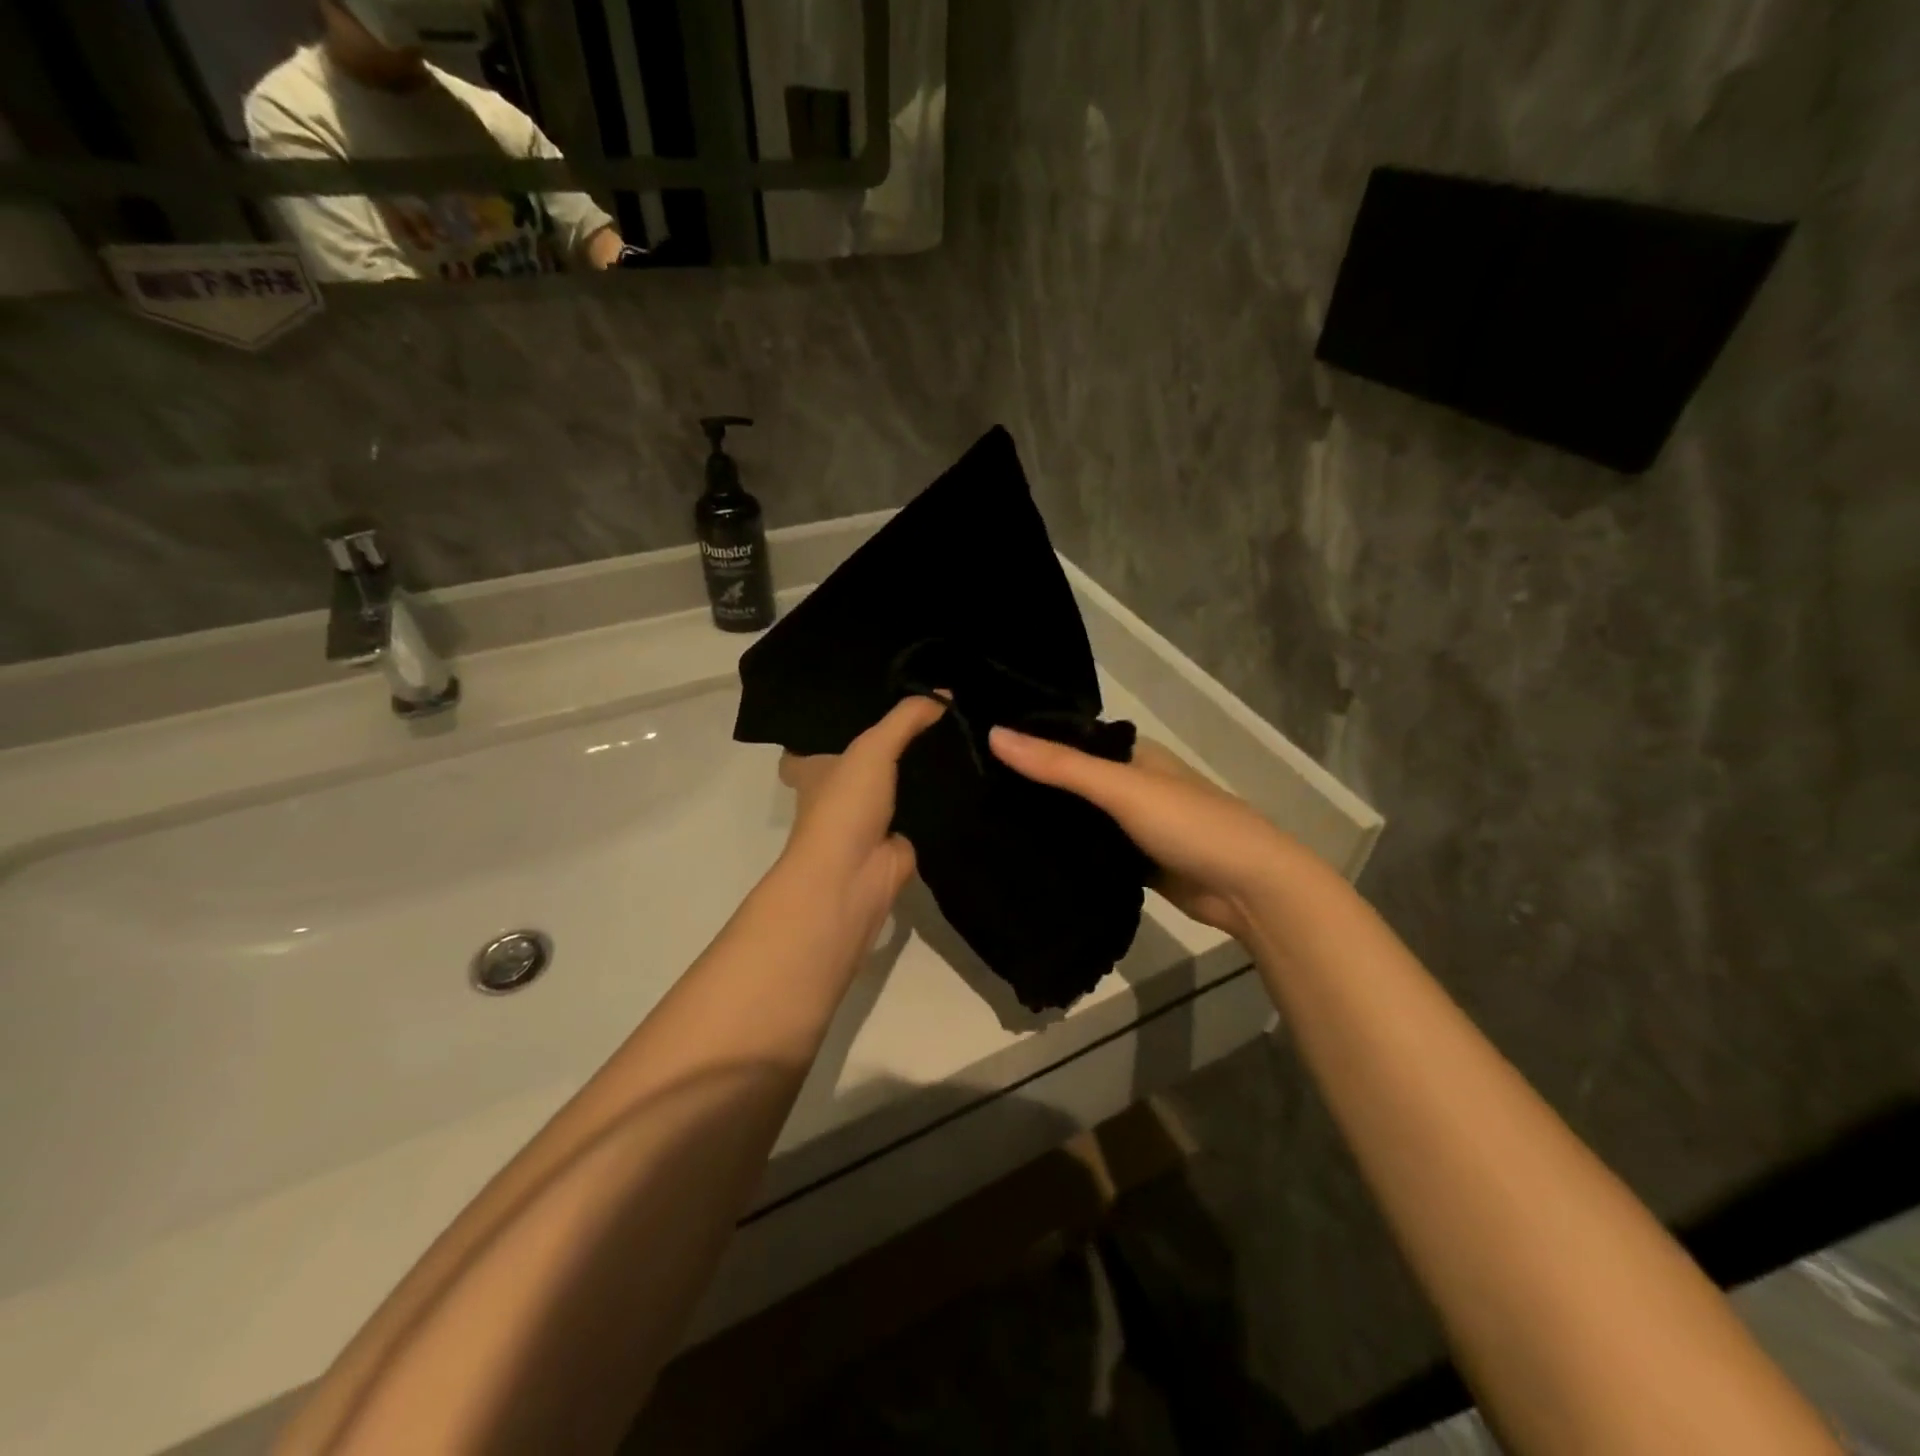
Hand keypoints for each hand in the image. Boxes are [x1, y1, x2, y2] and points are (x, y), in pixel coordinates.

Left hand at [776, 696, 947, 953]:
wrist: (855, 875)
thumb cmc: (846, 804)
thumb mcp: (872, 746)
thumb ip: (906, 718)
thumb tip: (946, 694)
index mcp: (817, 766)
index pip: (829, 731)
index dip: (852, 713)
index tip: (886, 690)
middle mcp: (842, 788)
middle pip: (874, 754)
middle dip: (900, 736)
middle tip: (939, 705)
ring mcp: (872, 814)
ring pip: (902, 780)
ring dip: (925, 765)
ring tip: (961, 730)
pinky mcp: (902, 836)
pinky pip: (926, 807)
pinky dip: (944, 796)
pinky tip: (971, 770)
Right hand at [989, 728, 1304, 940]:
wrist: (1250, 889)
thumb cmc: (1190, 824)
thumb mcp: (1122, 789)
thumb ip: (1060, 766)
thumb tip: (994, 734)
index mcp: (1130, 753)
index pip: (1066, 739)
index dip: (1025, 742)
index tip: (971, 751)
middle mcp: (1129, 783)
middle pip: (1068, 781)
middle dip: (1028, 787)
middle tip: (967, 793)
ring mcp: (1131, 825)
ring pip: (1076, 819)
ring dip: (1043, 823)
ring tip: (981, 824)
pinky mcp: (1132, 862)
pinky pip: (1089, 852)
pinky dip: (1063, 853)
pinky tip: (1023, 858)